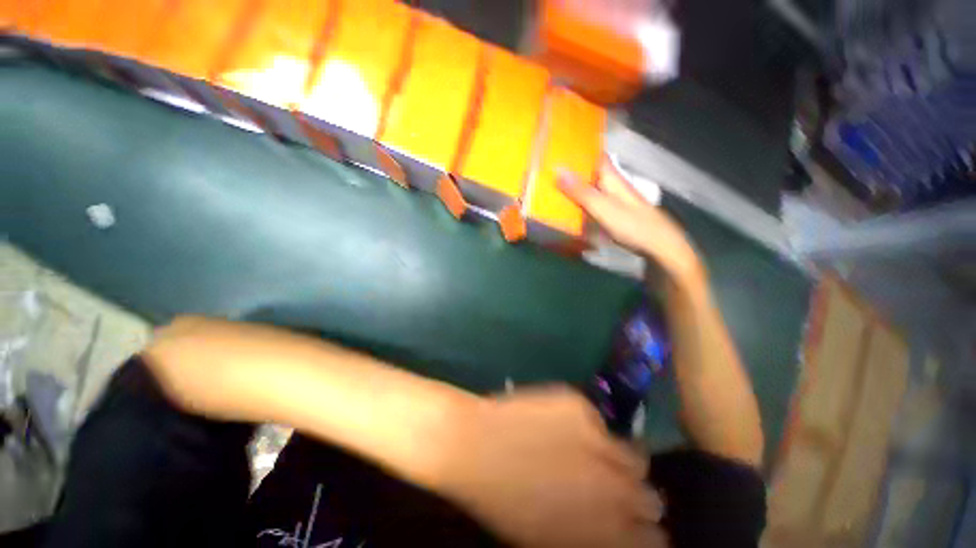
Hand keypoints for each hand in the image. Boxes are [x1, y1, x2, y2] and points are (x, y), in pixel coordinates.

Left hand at [437, 387, 666, 547]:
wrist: (475, 446)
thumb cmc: (505, 502)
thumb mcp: (552, 539)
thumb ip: (594, 537)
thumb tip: (618, 529)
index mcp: (607, 532)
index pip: (655, 539)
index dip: (644, 531)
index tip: (633, 523)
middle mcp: (615, 487)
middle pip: (651, 496)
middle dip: (634, 494)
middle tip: (609, 484)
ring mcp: (599, 438)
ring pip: (634, 454)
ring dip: (617, 457)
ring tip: (592, 452)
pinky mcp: (580, 405)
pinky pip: (596, 419)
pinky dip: (586, 425)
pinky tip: (561, 424)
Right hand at [559, 159, 704, 289]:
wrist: (659, 246)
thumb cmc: (632, 224)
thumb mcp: (603, 208)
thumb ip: (581, 191)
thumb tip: (557, 169)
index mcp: (612, 177)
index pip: (595, 155)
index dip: (579, 150)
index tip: (558, 149)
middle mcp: (613, 185)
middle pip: (590, 172)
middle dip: (572, 170)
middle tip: (548, 171)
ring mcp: (615, 199)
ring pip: (591, 187)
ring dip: (575, 187)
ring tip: (554, 188)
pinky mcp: (615, 213)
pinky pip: (593, 202)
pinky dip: (582, 202)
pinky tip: (571, 208)